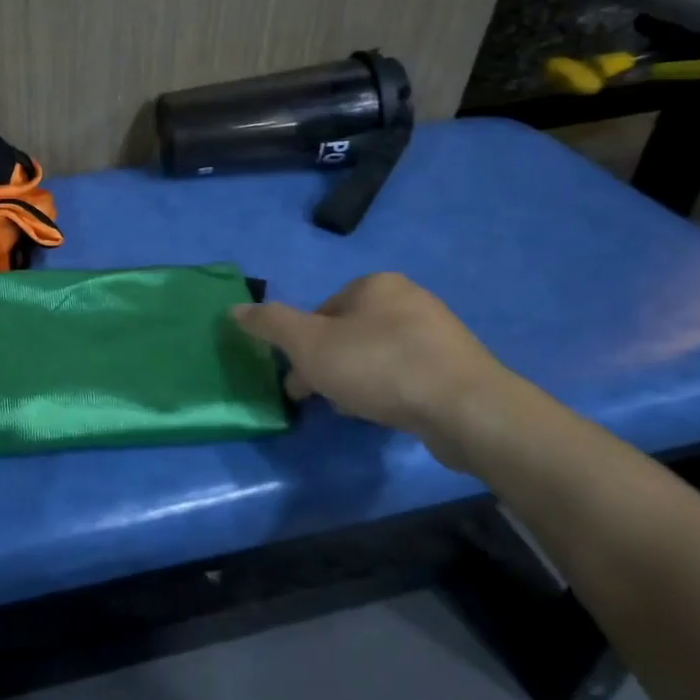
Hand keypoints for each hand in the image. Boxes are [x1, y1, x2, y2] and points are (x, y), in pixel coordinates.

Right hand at [232, 273, 510, 465]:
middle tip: (317, 398)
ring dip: (354, 380)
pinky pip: (405, 375)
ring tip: (351, 410)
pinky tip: (383, 414)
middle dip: (327, 365)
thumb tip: (233, 309)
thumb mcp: (309, 344)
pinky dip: (386, 391)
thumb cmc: (379, 366)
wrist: (466, 408)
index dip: (301, 346)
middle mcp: (409, 300)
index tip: (298, 379)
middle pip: (346, 334)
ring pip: (374, 356)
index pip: (320, 311)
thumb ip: (270, 324)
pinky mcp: (456, 368)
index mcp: (375, 285)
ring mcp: (437, 334)